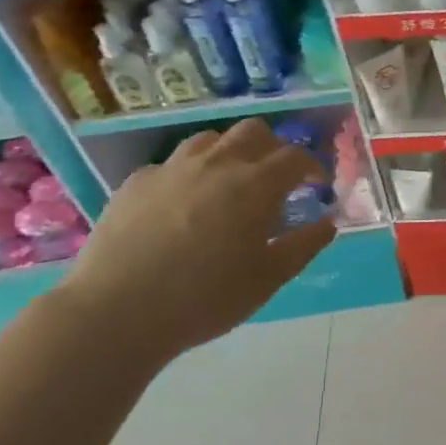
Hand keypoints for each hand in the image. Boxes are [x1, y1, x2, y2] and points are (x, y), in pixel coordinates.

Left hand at [54, 118, 335, 364]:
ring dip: (229, 152)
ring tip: (229, 183)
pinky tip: (182, 204)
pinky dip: (188, 174)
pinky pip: (171, 164)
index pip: (295, 156)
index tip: (316, 185)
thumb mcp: (267, 280)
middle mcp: (217, 164)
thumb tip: (328, 223)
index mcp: (255, 185)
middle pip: (254, 131)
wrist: (116, 313)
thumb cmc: (205, 299)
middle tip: (275, 178)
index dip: (311, 167)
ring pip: (210, 139)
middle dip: (273, 148)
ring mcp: (172, 168)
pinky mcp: (136, 182)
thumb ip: (304, 246)